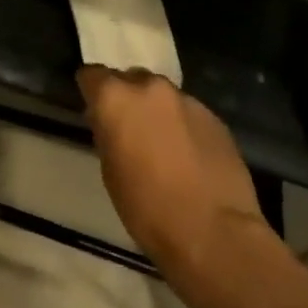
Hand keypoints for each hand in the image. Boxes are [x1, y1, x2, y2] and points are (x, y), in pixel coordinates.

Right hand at [78, 66, 265, 270]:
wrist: (213, 232)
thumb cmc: (147, 207)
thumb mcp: (110, 170)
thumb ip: (107, 133)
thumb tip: (111, 123)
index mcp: (115, 98)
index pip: (92, 75)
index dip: (92, 93)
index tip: (96, 113)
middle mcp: (150, 88)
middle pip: (131, 80)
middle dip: (128, 99)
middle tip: (130, 130)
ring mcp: (187, 100)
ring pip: (163, 96)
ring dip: (158, 112)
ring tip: (164, 146)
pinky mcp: (215, 118)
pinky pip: (189, 113)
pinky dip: (184, 127)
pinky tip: (190, 157)